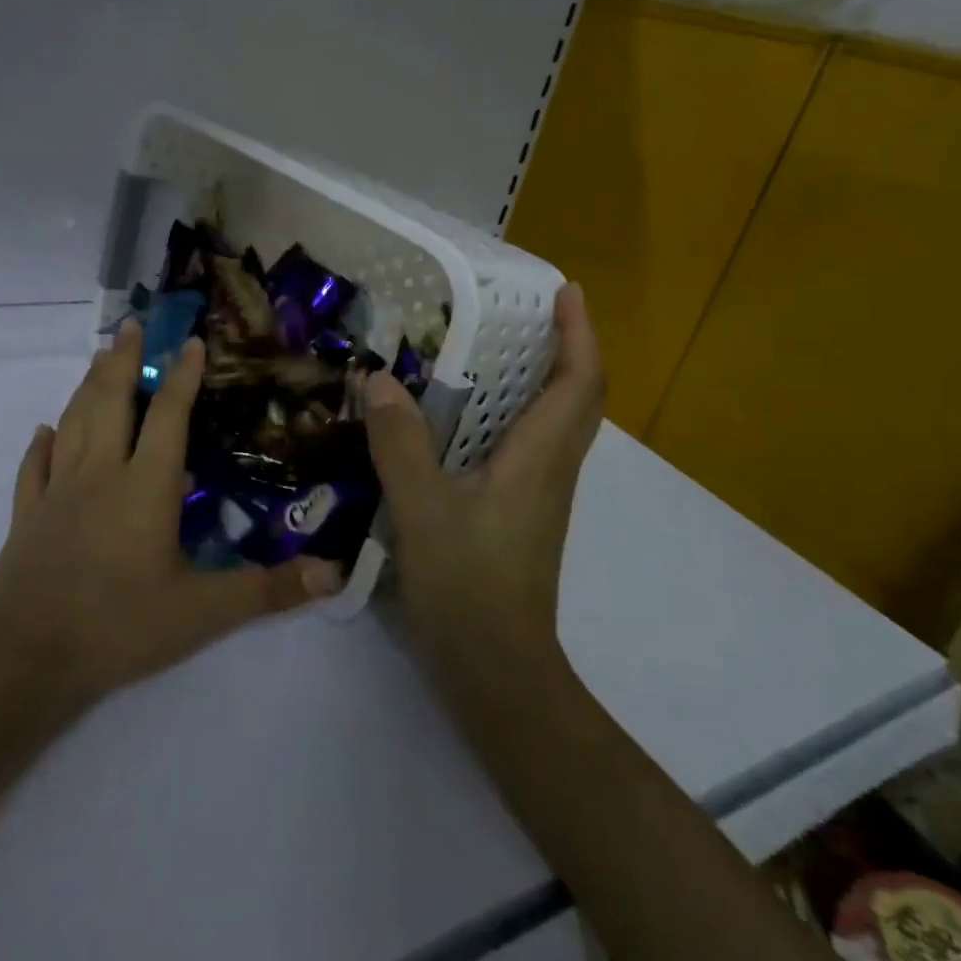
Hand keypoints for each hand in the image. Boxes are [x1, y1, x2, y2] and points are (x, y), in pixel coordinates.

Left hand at [0, 321, 341, 701]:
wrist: (26, 658)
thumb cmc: (120, 626)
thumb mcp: (204, 612)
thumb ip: (268, 590)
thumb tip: (332, 574)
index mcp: (145, 486)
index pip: (169, 416)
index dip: (183, 376)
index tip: (191, 341)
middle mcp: (100, 474)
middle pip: (111, 402)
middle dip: (125, 360)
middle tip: (132, 325)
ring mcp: (57, 492)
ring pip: (73, 423)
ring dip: (88, 387)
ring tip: (100, 358)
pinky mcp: (27, 517)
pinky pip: (33, 469)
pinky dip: (40, 445)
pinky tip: (44, 431)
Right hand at [364, 283, 604, 670]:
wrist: (497, 669)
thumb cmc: (468, 584)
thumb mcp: (422, 508)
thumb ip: (400, 442)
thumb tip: (380, 380)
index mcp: (539, 458)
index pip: (579, 382)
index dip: (580, 332)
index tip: (567, 290)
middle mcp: (551, 469)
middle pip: (577, 397)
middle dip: (565, 346)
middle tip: (526, 311)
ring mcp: (540, 495)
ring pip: (556, 423)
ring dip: (541, 379)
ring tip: (494, 351)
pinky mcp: (522, 514)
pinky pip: (530, 447)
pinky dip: (513, 415)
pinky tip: (465, 419)